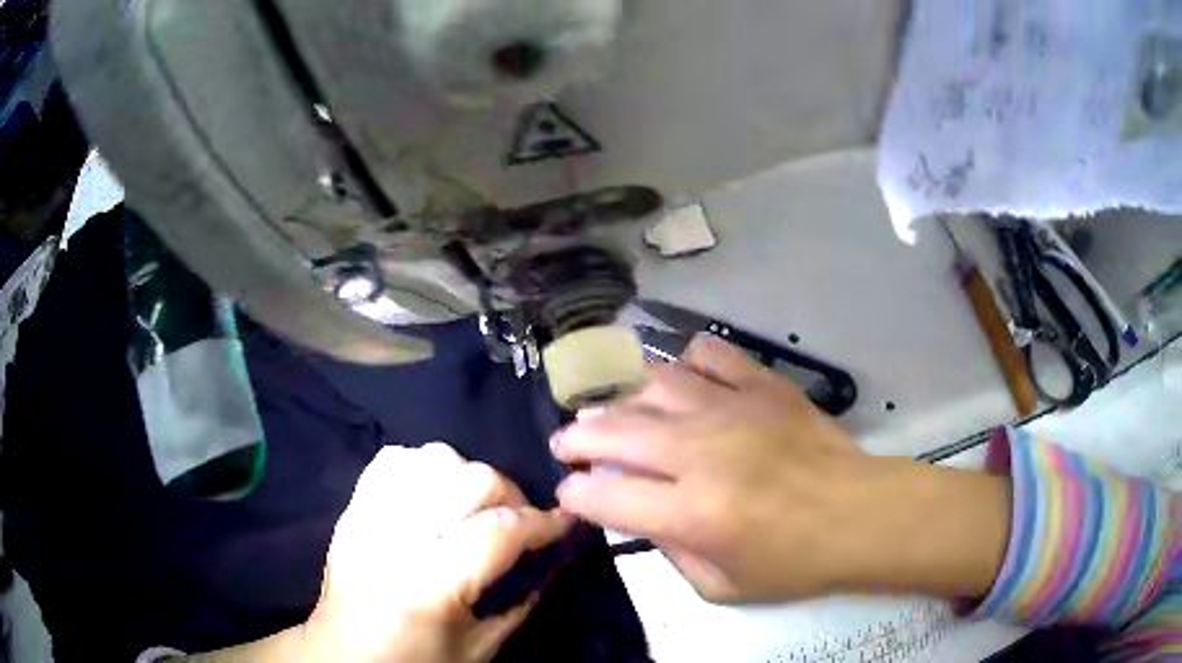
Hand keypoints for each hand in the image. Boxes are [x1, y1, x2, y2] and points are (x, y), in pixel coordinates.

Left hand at [307, 444, 571, 662]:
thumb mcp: (479, 649)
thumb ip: (521, 602)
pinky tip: (437, 495)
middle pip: (472, 480)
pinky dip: (426, 468)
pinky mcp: (353, 508)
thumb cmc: (413, 662)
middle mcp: (396, 538)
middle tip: (520, 524)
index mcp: (429, 584)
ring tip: (477, 508)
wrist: (343, 655)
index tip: (568, 523)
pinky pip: (395, 460)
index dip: (544, 523)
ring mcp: (368, 515)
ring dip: (469, 478)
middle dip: (513, 497)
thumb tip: (553, 560)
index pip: (500, 531)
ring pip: (435, 457)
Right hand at [552, 335, 1009, 604]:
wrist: (859, 514)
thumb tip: (639, 514)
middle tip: (567, 444)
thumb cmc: (793, 561)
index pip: (605, 498)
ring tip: (610, 410)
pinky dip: (684, 362)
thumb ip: (669, 553)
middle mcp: (703, 454)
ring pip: (652, 385)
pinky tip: (678, 380)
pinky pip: (708, 355)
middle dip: (577, 439)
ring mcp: (734, 410)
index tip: (571, 495)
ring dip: (619, 398)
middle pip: (614, 432)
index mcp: (693, 514)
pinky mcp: (762, 385)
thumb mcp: (721, 586)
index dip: (576, 496)